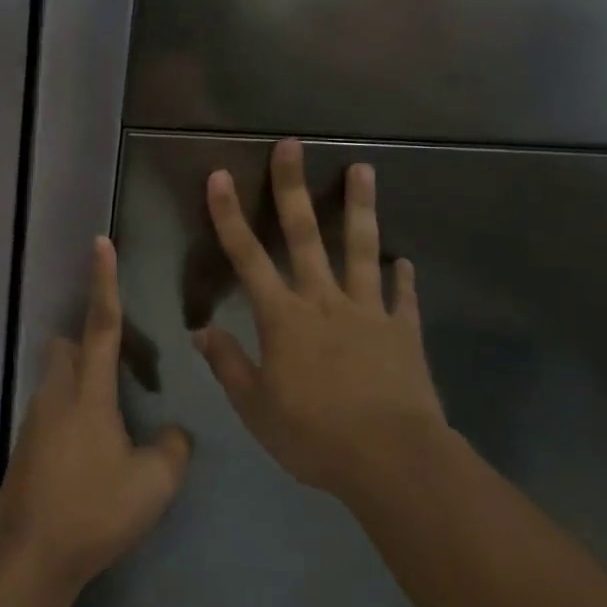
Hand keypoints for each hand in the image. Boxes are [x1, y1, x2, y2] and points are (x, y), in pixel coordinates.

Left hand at [0, 238, 191, 598]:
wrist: (28, 555)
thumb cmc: (93, 510)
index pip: (102, 323)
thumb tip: (175, 434)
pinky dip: (72, 414)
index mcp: (89, 391)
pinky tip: (93, 451)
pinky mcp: (27, 446)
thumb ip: (172, 451)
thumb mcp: (153, 485)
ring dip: (80, 381)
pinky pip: (52, 410)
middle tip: (120, 365)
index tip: (100, 242)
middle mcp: (57, 393)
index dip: (104, 281)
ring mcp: (36, 419)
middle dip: (87, 342)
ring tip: (114, 416)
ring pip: (57, 378)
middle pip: (66, 346)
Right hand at [193, 139, 444, 495]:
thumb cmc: (315, 436)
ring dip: (360, 207)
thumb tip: (201, 331)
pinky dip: (402, 277)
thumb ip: (228, 365)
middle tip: (292, 145)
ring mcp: (367, 310)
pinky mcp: (402, 330)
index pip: (247, 257)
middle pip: (304, 234)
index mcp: (283, 318)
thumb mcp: (257, 408)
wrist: (392, 461)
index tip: (219, 176)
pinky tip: (405, 260)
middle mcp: (323, 301)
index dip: (230, 215)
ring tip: (364, 169)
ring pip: (360, 248)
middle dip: (292, 187)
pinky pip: (401, 296)